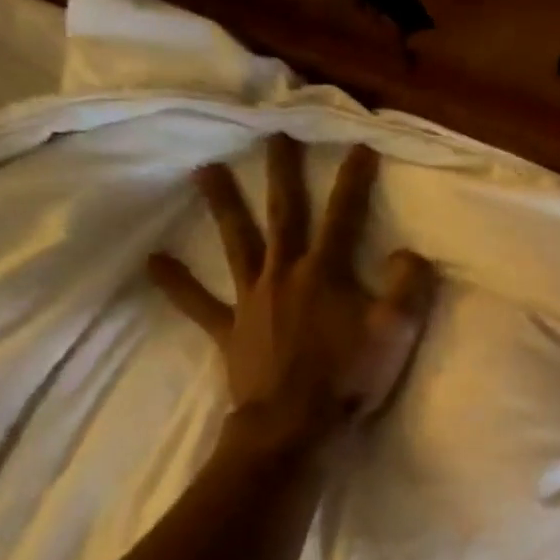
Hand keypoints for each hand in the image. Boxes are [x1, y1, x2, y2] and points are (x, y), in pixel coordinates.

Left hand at [148, 135, 435, 447]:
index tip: (358, 143)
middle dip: (282, 172)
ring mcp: (251, 300)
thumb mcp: (395, 332)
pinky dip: (176, 282)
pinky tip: (152, 260)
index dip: (354, 179)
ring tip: (204, 169)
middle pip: (284, 214)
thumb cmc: (347, 378)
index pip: (344, 214)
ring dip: (222, 205)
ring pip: (236, 242)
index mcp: (326, 271)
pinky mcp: (229, 329)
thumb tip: (408, 252)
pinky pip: (198, 303)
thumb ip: (408, 286)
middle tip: (273, 133)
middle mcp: (284, 273)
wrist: (294, 426)